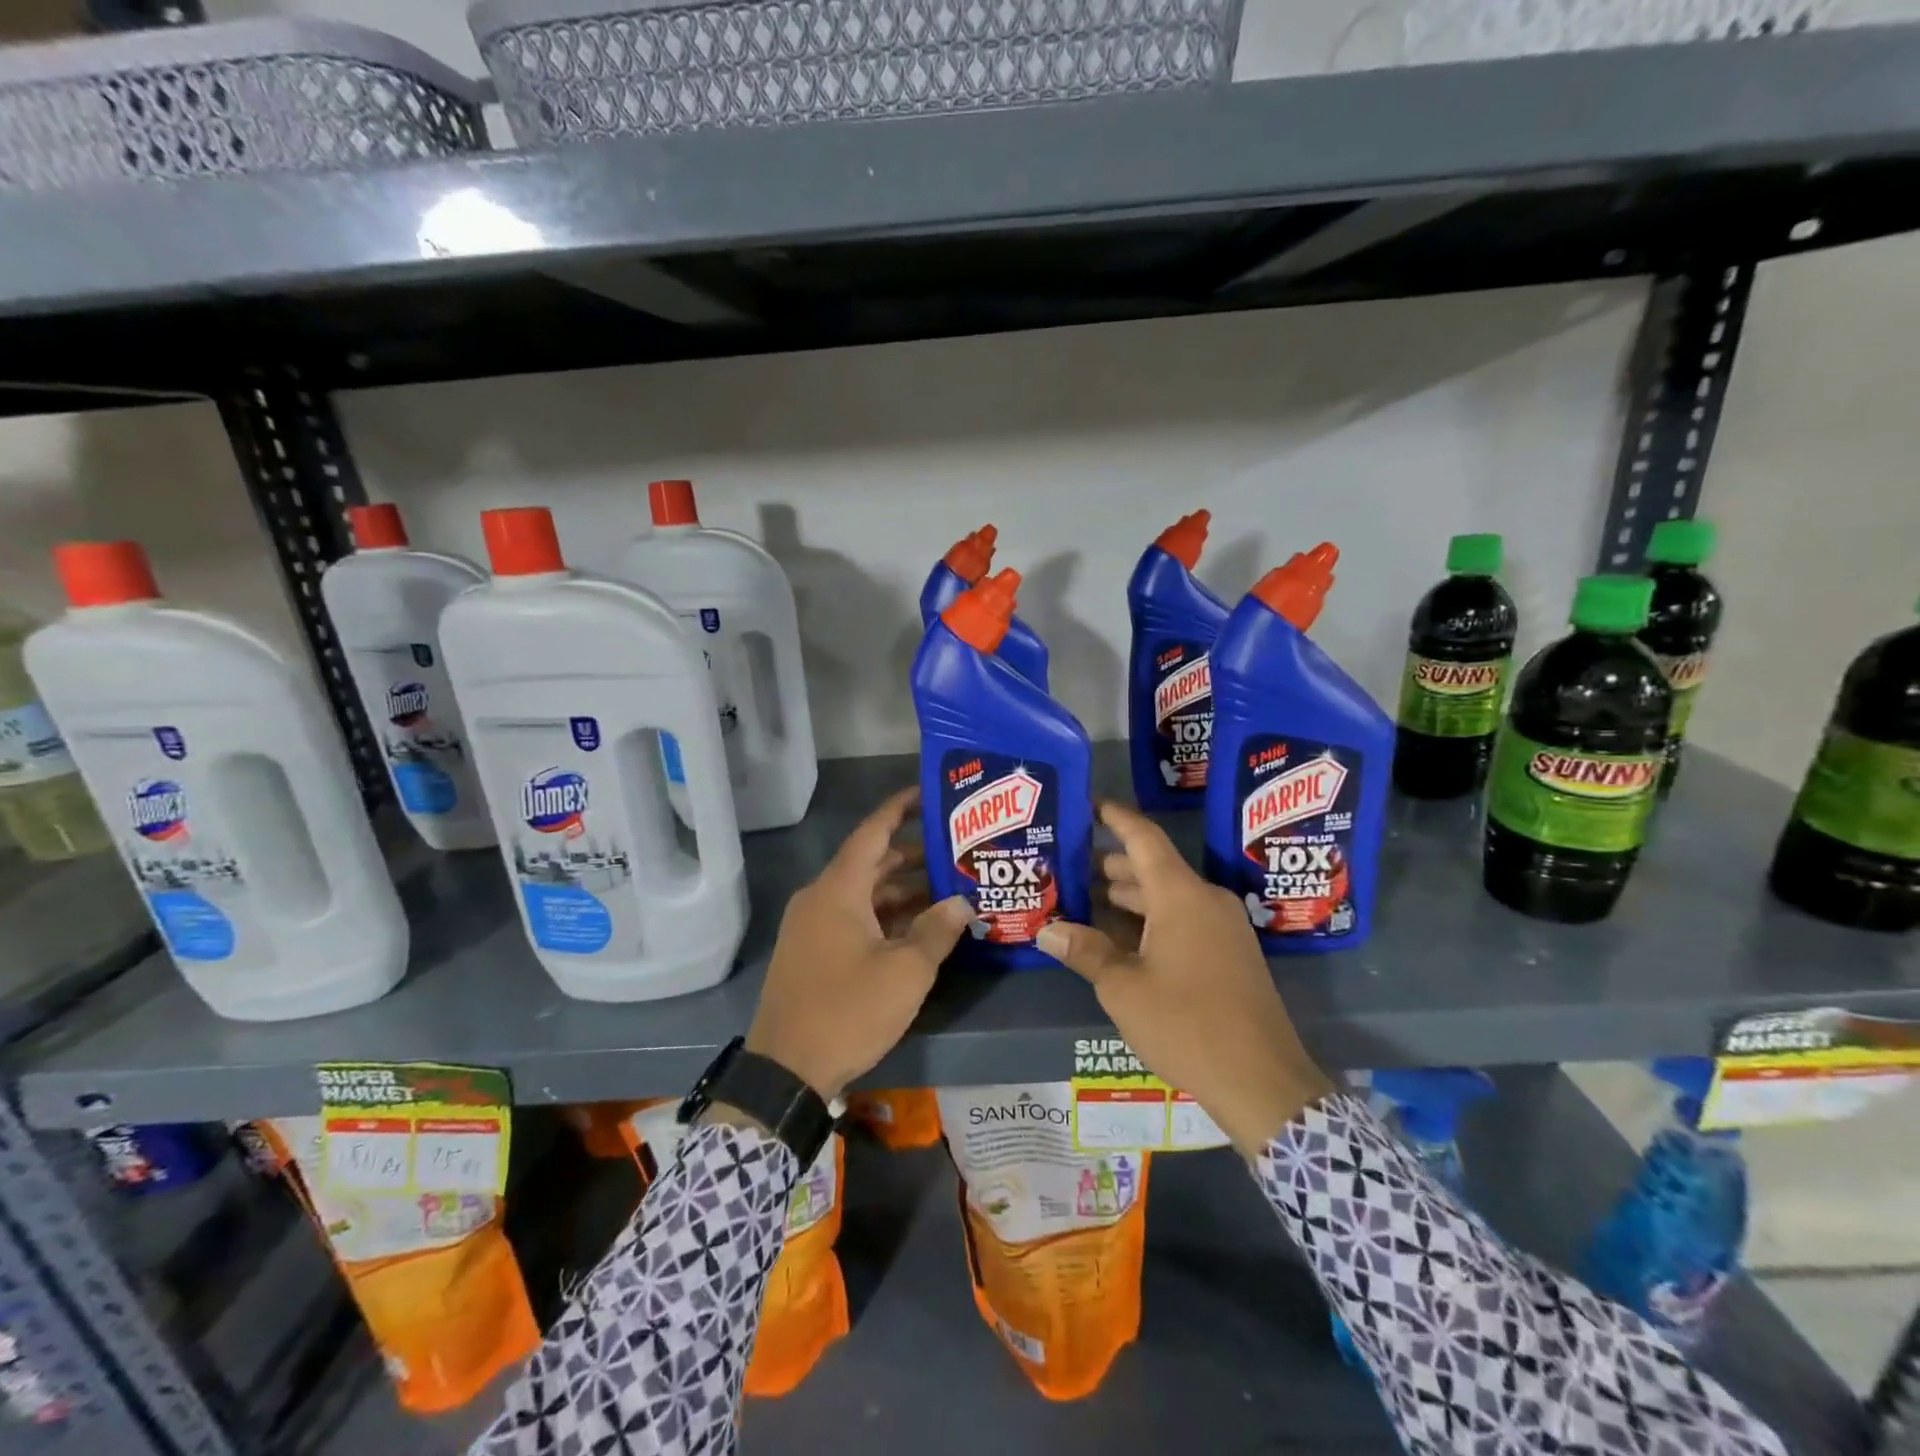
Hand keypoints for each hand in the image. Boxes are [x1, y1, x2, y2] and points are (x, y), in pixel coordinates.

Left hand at [746, 787, 972, 1100]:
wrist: (785, 1071)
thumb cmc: (848, 1010)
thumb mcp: (906, 972)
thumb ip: (937, 930)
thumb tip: (962, 902)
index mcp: (838, 890)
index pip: (872, 832)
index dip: (900, 809)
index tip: (928, 794)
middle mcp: (821, 898)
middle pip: (871, 863)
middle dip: (912, 856)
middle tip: (955, 852)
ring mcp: (812, 926)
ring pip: (863, 894)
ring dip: (901, 891)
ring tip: (947, 891)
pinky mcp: (811, 953)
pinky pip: (852, 918)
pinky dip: (883, 916)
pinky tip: (917, 929)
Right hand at [1035, 801, 1333, 1156]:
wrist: (1262, 1082)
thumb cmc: (1186, 1024)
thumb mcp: (1123, 987)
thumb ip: (1085, 951)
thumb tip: (1046, 929)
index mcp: (1181, 895)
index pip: (1144, 837)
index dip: (1114, 817)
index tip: (1087, 804)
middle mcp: (1205, 900)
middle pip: (1152, 868)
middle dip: (1109, 865)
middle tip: (1066, 864)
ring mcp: (1223, 927)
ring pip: (1167, 897)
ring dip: (1127, 897)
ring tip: (1082, 899)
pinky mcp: (1230, 954)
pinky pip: (1183, 920)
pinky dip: (1149, 920)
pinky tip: (1118, 938)